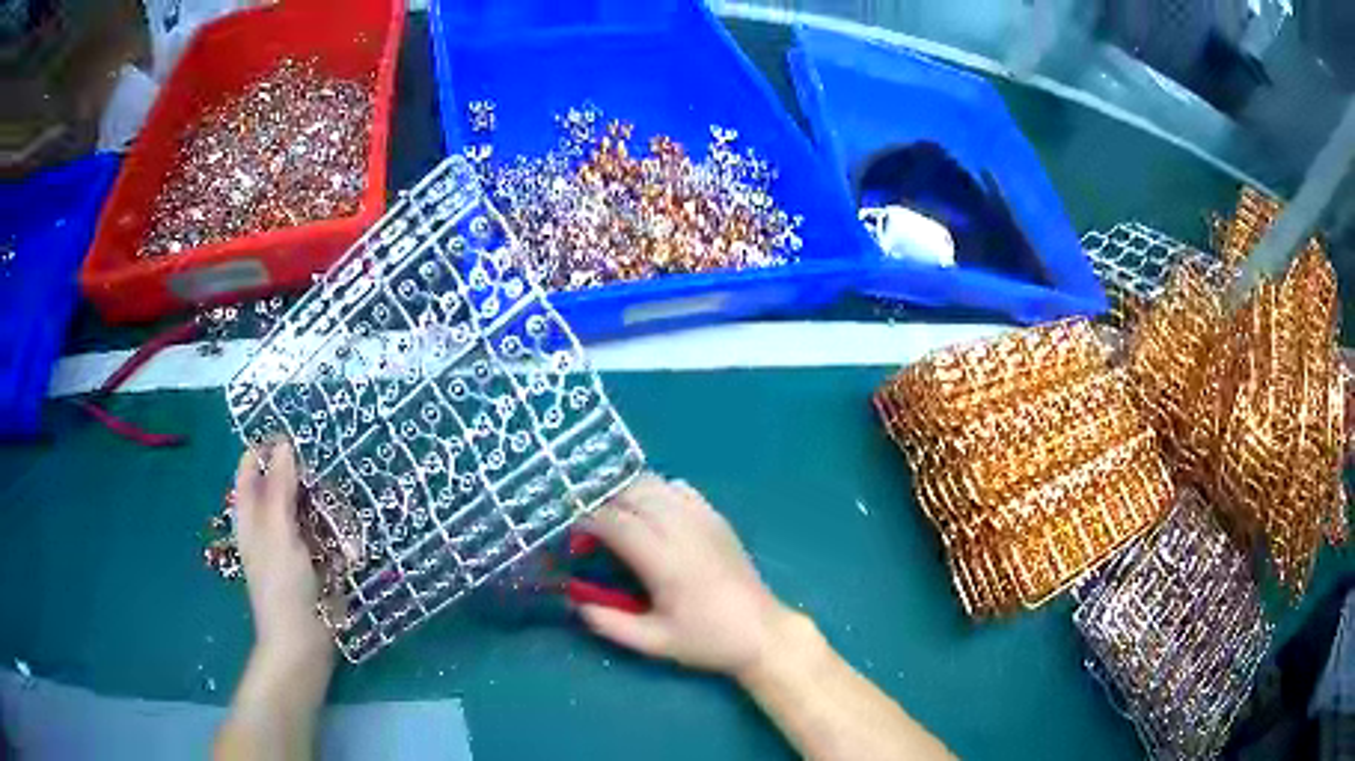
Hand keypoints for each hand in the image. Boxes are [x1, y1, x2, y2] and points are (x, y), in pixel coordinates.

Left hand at [232, 439, 331, 663]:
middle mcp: (269, 523)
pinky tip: (348, 536)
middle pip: (282, 483)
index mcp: (251, 514)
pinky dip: (335, 529)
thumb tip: (284, 444)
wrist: (303, 643)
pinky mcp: (315, 560)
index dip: (268, 449)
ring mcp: (292, 543)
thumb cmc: (283, 585)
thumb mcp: (278, 532)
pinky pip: (324, 532)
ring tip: (341, 507)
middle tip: (326, 475)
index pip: (252, 467)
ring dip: (323, 504)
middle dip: (303, 476)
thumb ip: (280, 488)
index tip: (299, 442)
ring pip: (306, 507)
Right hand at [577, 474, 799, 677]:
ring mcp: (703, 518)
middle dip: (601, 503)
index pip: (615, 521)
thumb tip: (575, 601)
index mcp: (665, 561)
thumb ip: (609, 623)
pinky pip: (678, 488)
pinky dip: (655, 491)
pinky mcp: (716, 517)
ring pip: (654, 484)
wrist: (762, 632)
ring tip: (613, 518)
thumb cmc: (707, 640)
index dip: (586, 521)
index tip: (571, 535)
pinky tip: (649, 513)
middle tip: (587, 528)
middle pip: (631, 494)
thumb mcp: (653, 642)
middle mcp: (683, 529)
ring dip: (626, 493)